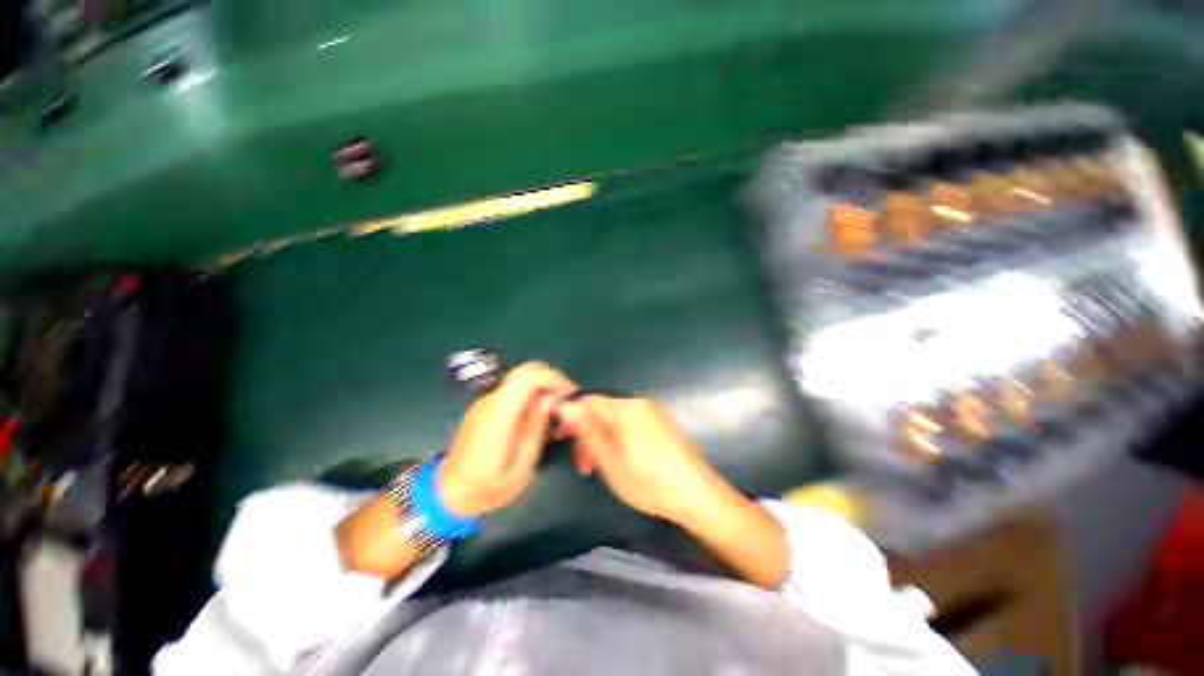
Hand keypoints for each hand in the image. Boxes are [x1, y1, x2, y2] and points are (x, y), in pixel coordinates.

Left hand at [437, 362, 576, 516]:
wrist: (447, 494)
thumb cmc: (486, 489)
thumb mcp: (520, 469)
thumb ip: (536, 430)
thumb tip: (551, 399)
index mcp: (498, 415)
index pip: (527, 376)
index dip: (553, 377)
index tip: (569, 392)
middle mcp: (490, 402)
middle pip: (525, 372)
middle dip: (551, 379)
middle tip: (566, 399)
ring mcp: (485, 403)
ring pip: (520, 380)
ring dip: (542, 387)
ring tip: (556, 411)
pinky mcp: (485, 407)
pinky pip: (513, 391)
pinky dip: (531, 395)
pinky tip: (538, 416)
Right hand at [557, 396, 718, 523]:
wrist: (696, 494)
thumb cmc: (648, 481)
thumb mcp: (609, 460)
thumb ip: (586, 430)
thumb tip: (565, 405)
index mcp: (624, 408)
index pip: (588, 401)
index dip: (571, 418)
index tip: (562, 441)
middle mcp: (639, 402)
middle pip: (602, 409)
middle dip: (588, 432)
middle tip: (585, 465)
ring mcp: (654, 411)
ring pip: (617, 417)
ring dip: (603, 437)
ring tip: (603, 466)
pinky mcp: (663, 422)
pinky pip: (632, 421)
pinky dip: (620, 436)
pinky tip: (624, 458)